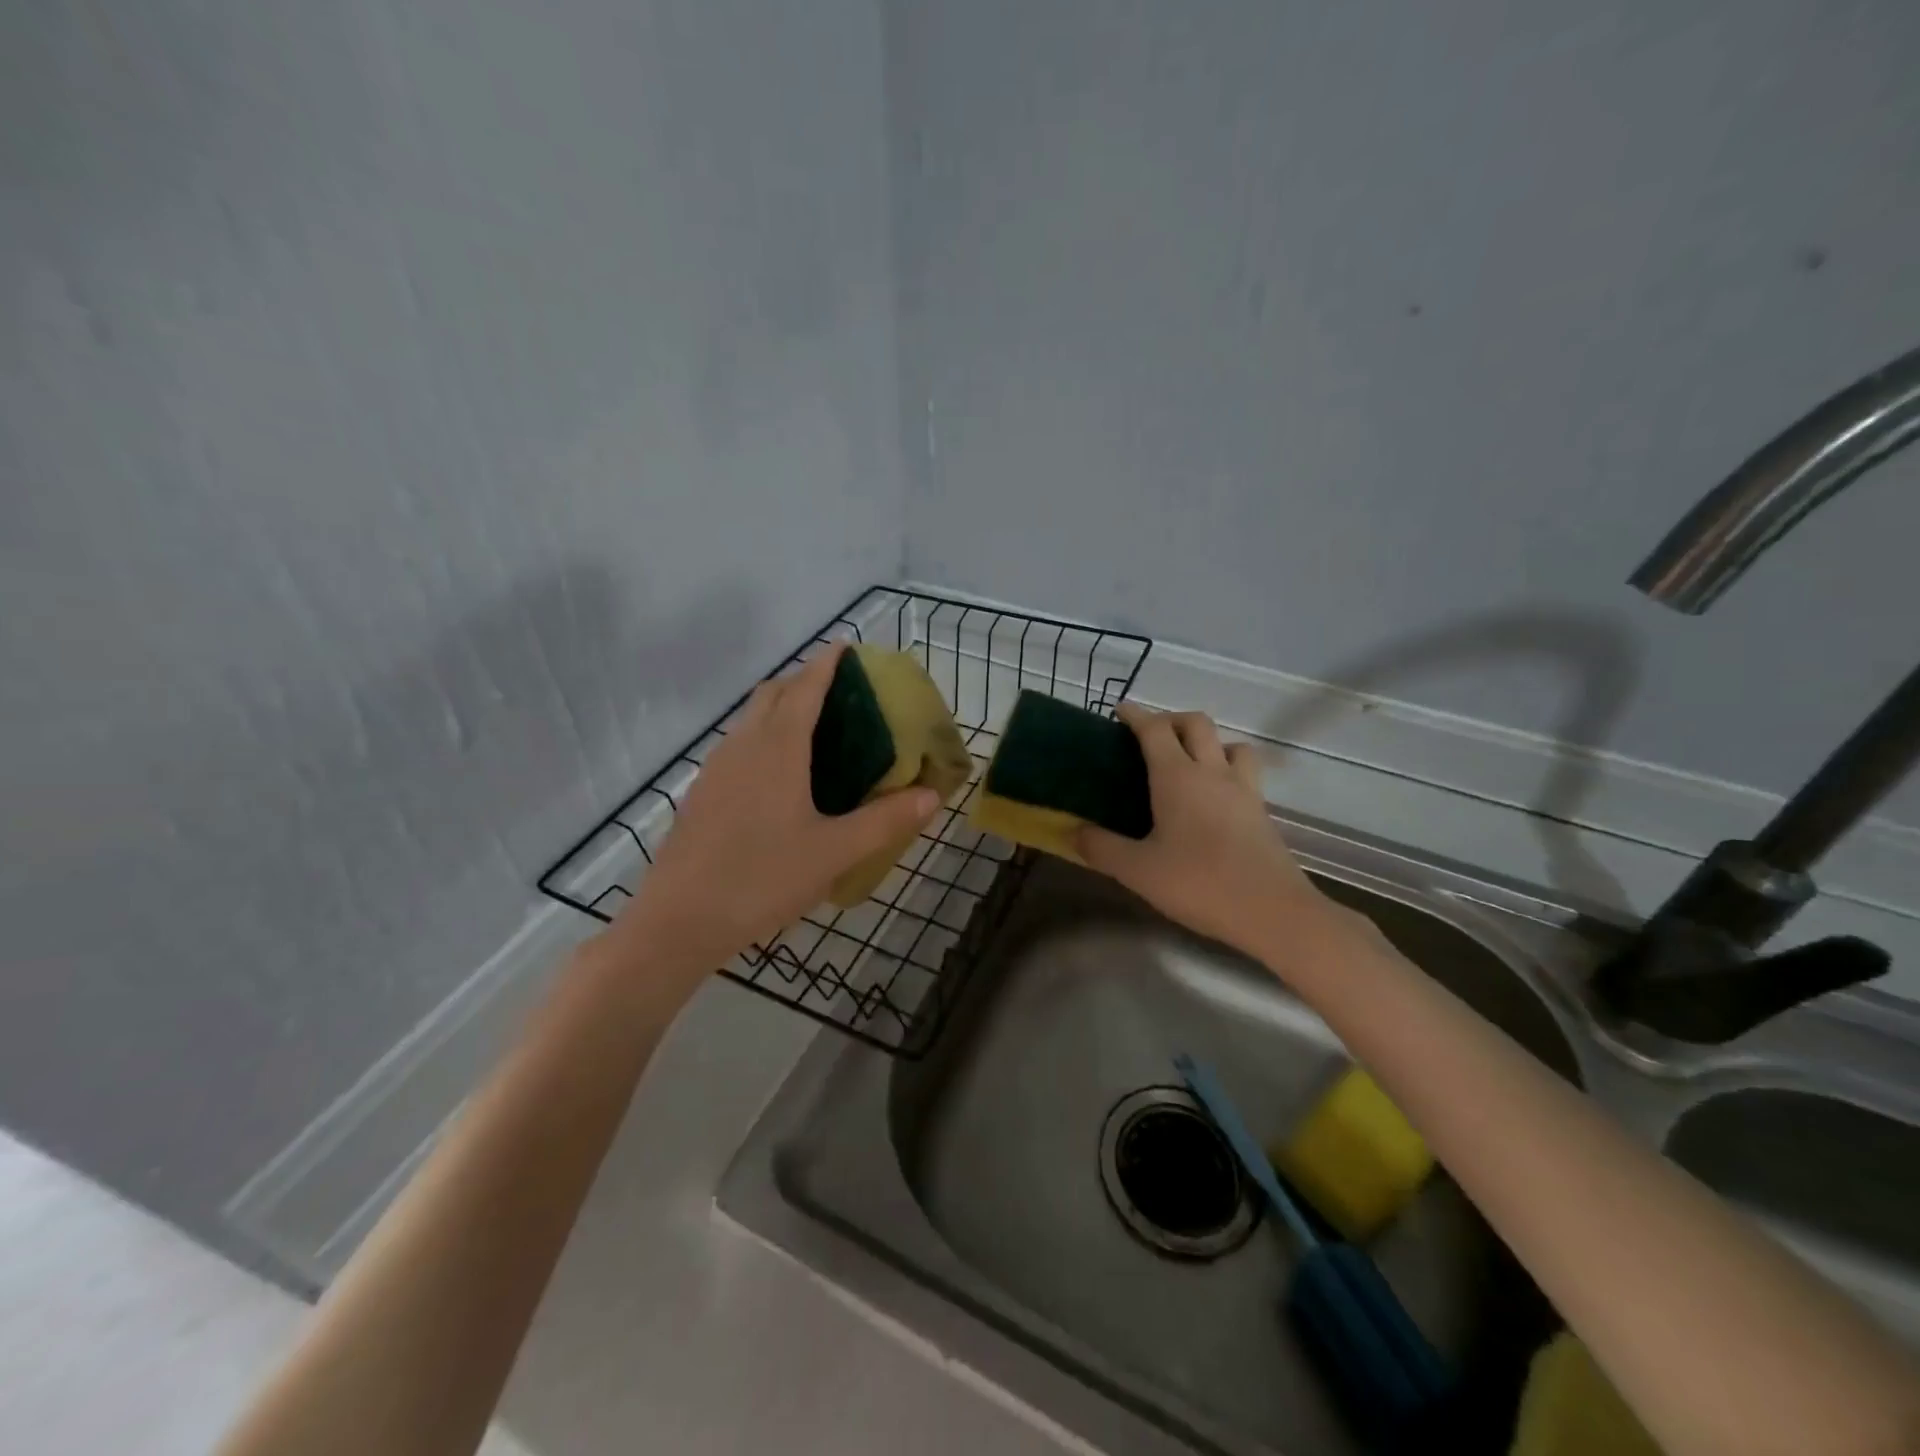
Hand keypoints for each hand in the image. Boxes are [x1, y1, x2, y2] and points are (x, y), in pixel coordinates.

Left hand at [608, 644, 940, 978]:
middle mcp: (743, 746)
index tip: (847, 647)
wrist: (679, 921)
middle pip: (773, 693)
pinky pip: (738, 745)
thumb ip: (885, 821)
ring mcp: (716, 768)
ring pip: (750, 719)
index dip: (827, 663)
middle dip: (804, 680)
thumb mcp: (834, 852)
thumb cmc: (762, 878)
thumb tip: (931, 796)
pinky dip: (763, 736)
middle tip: (840, 692)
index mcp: (778, 748)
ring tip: (814, 728)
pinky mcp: (702, 793)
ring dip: (780, 707)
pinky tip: (779, 775)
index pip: (806, 687)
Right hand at [1076, 705, 1349, 970]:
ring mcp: (1244, 790)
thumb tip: (1073, 831)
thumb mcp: (1138, 871)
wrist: (1272, 912)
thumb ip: (1101, 847)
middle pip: (1196, 723)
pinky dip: (1226, 769)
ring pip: (1229, 744)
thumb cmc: (1199, 883)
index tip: (1120, 711)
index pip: (1155, 729)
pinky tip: (1213, 797)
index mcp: (1177, 777)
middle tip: (1150, 736)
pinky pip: (1244, 772)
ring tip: (1189, 763)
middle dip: (1171, 719)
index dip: (1136, 715)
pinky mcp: (1261, 811)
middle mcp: (1212, 772)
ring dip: (1208, 742)